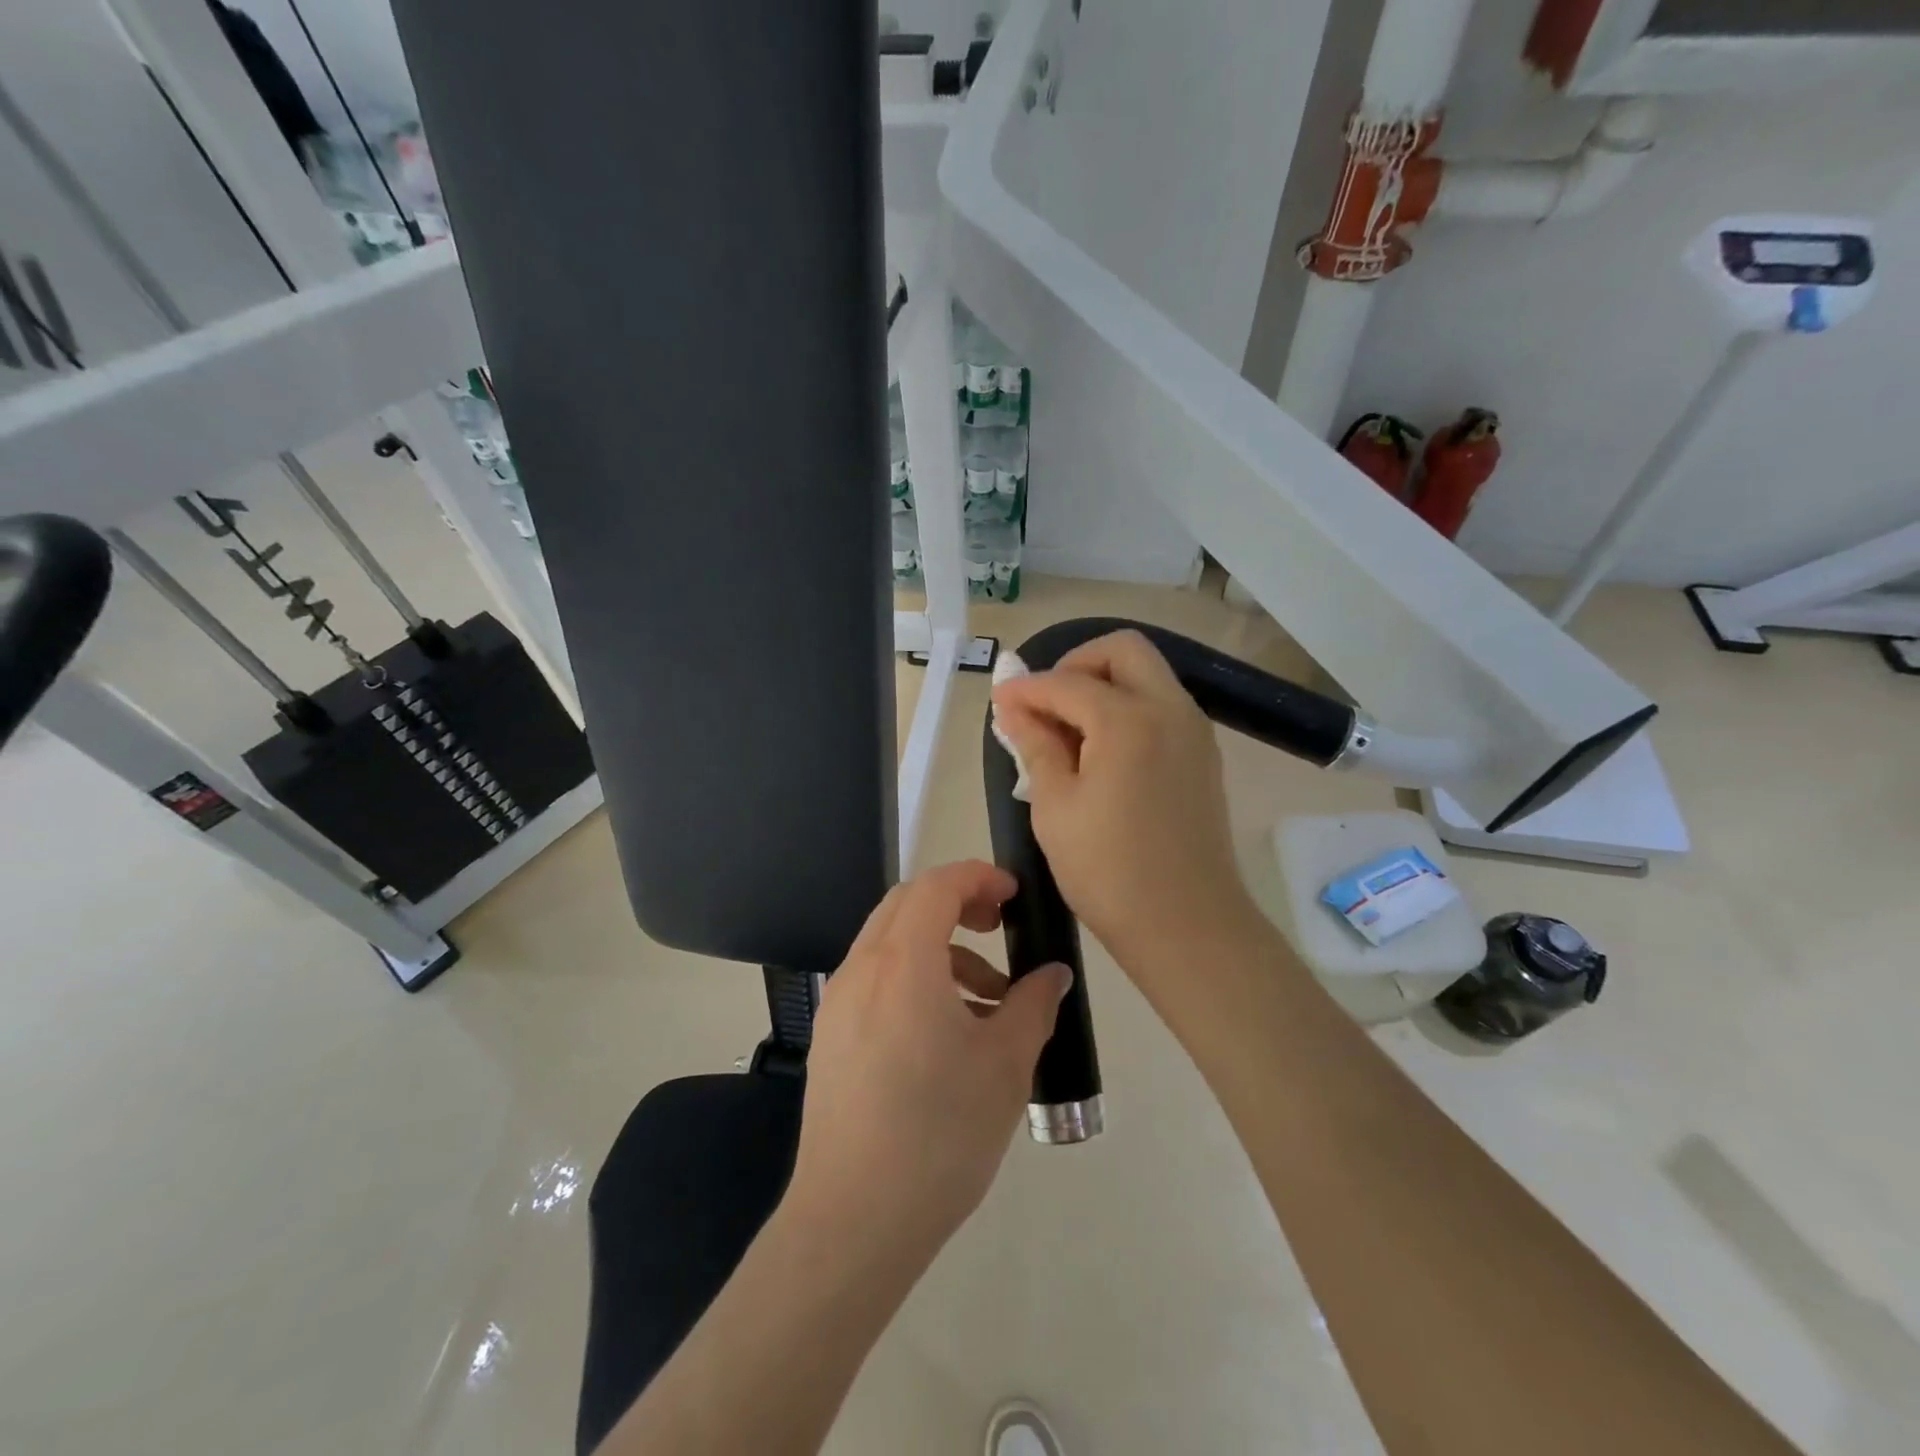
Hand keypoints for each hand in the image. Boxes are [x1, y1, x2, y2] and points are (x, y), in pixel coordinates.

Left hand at [786, 861, 1072, 1261]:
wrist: (854, 1221)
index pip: (937, 885)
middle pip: (908, 904)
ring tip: (988, 1002)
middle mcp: (862, 969)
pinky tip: (947, 1034)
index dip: (979, 876)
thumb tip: (1053, 975)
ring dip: (940, 949)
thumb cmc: (940, 1135)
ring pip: (890, 943)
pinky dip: (914, 979)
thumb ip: (1033, 1006)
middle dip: (957, 903)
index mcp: (903, 962)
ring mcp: (839, 1003)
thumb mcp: (1005, 1066)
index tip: (1014, 895)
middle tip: (999, 930)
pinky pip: (876, 980)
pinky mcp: (831, 1036)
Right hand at [991, 630, 1268, 975]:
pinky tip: (1101, 750)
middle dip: (1076, 664)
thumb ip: (1035, 746)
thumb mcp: (1054, 807)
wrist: (1188, 925)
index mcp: (1128, 721)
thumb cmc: (1108, 872)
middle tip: (1046, 702)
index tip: (1000, 702)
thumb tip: (1014, 707)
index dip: (1026, 689)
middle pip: (1123, 650)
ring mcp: (1193, 731)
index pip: (1066, 683)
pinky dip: (1128, 707)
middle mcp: (1169, 710)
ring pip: (1147, 675)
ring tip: (1069, 729)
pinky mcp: (1203, 755)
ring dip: (1104, 684)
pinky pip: (1162, 705)